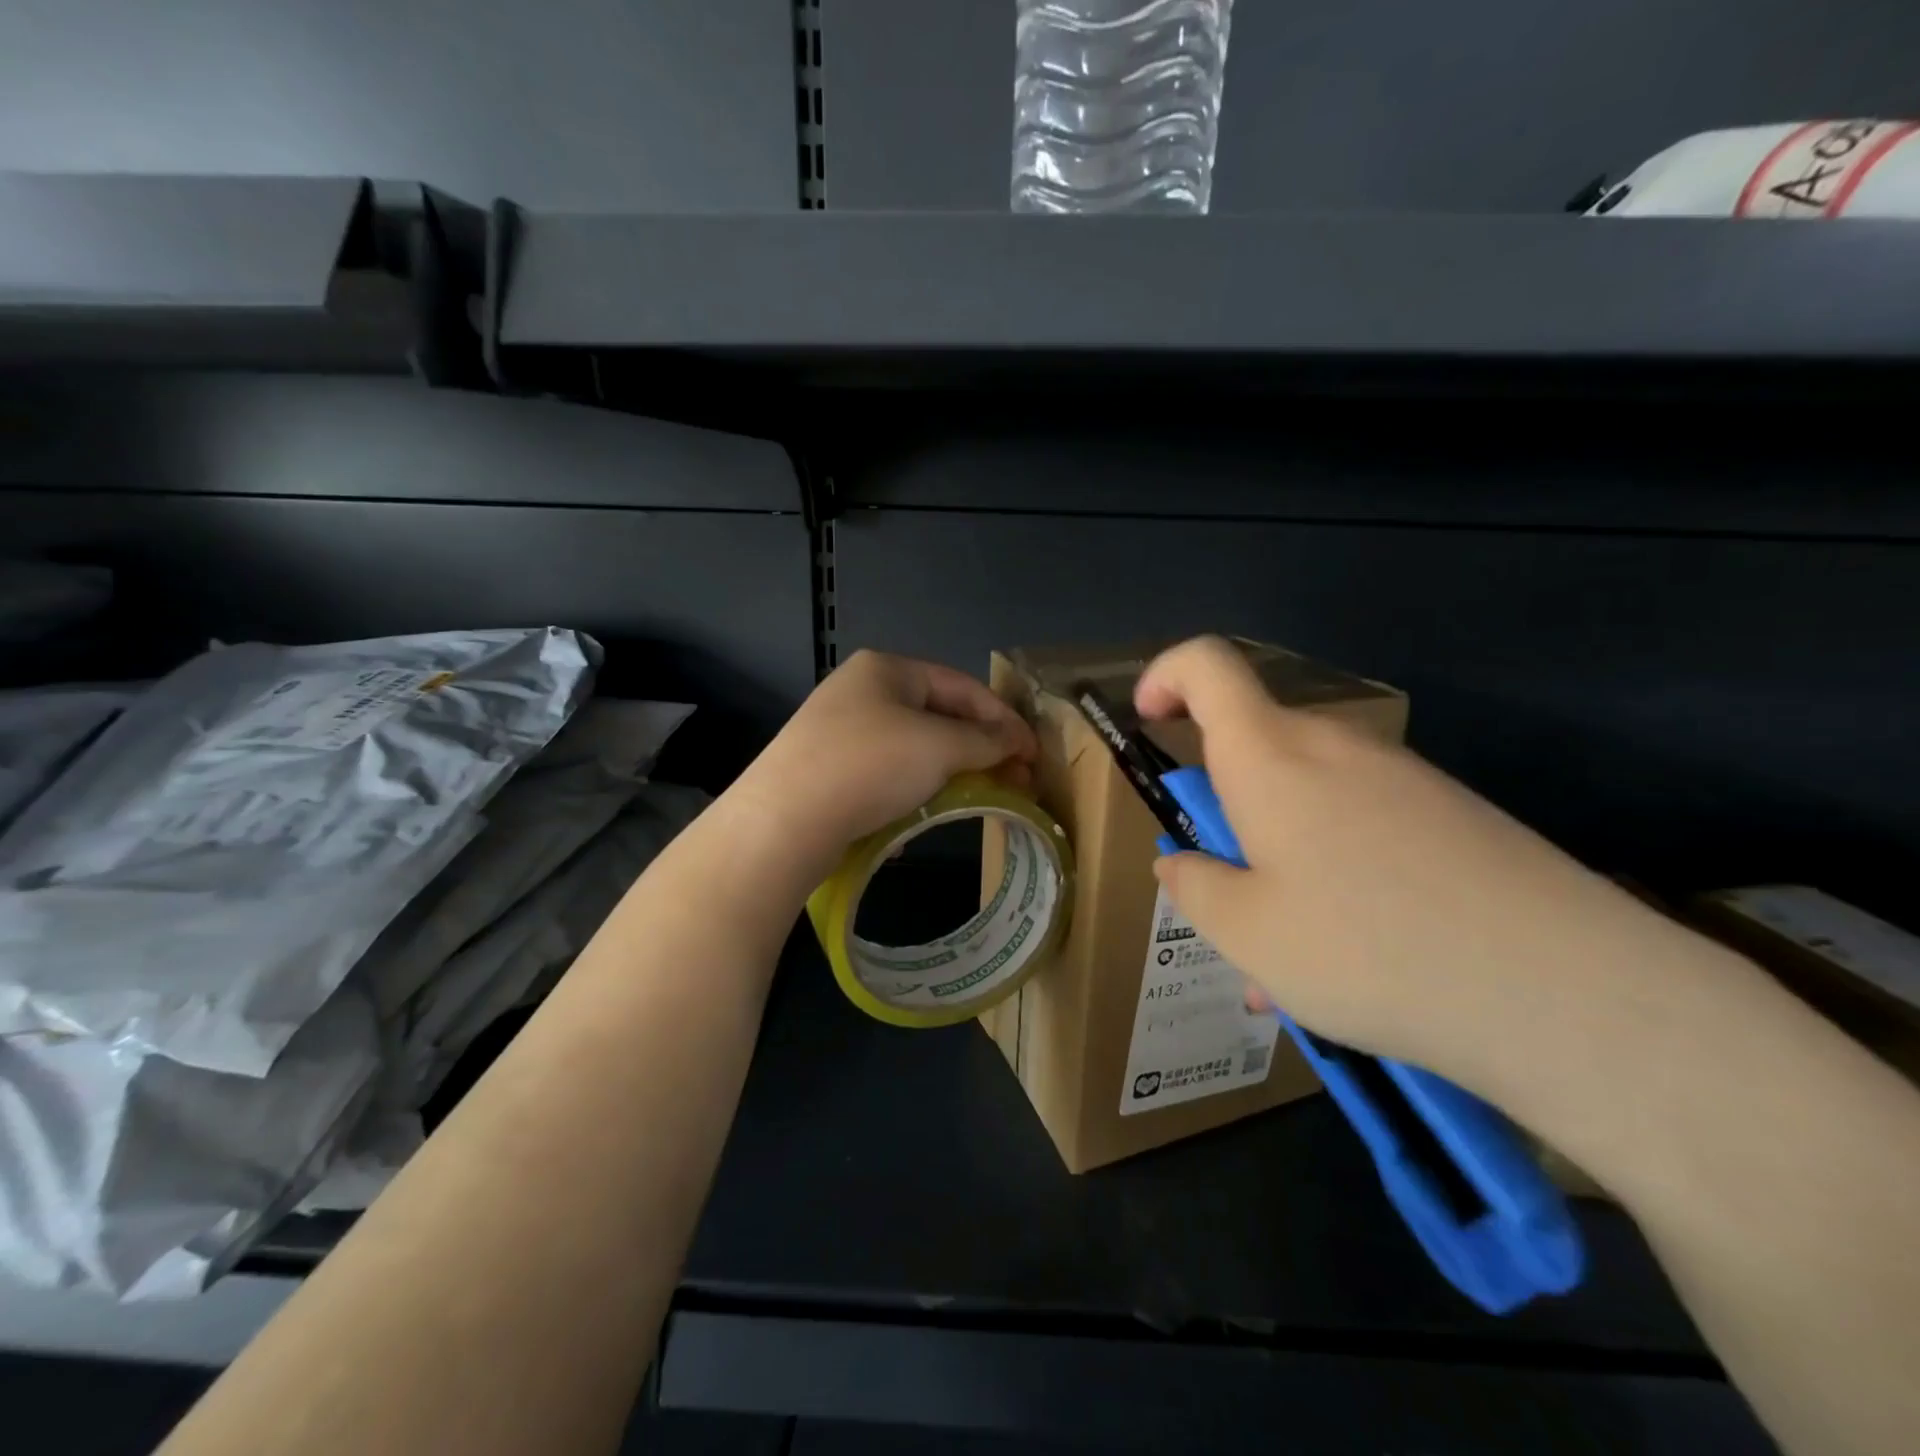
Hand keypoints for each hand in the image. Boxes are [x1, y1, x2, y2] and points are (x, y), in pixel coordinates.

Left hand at [735, 650, 1037, 872]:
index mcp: (887, 669)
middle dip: (980, 747)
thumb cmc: (871, 765)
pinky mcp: (829, 768)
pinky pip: (889, 770)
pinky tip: (929, 810)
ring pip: (914, 744)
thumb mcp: (940, 746)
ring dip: (952, 768)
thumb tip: (1016, 742)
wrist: (784, 820)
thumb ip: (985, 741)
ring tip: (981, 794)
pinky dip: (917, 786)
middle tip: (1015, 779)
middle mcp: (862, 690)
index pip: (963, 687)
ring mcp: (841, 729)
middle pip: (939, 714)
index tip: (1033, 755)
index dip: (1004, 719)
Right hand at [1136, 636, 1701, 1099]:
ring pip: (1311, 801)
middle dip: (1225, 809)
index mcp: (1271, 757)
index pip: (1207, 664)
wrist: (1570, 993)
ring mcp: (1404, 779)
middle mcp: (1336, 748)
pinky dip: (1336, 873)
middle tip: (1227, 892)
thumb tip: (1182, 864)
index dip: (1165, 676)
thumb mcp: (1246, 935)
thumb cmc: (1369, 949)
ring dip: (1281, 856)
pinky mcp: (1455, 816)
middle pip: (1258, 748)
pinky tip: (1358, 959)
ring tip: (1292, 958)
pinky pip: (1366, 828)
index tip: (1149, 722)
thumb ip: (1195, 888)